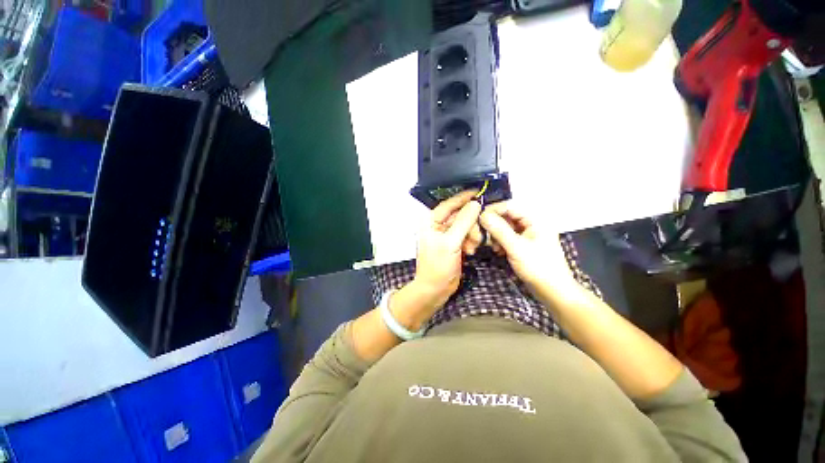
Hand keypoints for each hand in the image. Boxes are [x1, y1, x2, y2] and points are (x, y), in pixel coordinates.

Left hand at [412, 190, 481, 310]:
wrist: (435, 289)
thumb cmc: (438, 266)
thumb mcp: (450, 242)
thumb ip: (463, 222)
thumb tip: (475, 204)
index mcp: (431, 221)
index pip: (449, 204)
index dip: (463, 198)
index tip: (479, 192)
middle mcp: (438, 225)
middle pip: (460, 215)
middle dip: (471, 225)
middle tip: (476, 236)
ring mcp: (447, 235)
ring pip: (466, 225)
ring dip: (472, 235)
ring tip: (471, 248)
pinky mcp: (454, 243)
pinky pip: (467, 235)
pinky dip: (471, 241)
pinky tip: (470, 251)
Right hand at [479, 202, 575, 292]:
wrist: (552, 291)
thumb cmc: (538, 267)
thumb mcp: (516, 248)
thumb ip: (499, 230)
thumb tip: (482, 215)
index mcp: (535, 219)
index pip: (509, 207)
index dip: (493, 211)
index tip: (478, 219)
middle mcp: (530, 224)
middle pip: (505, 217)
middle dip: (492, 226)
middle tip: (482, 236)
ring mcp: (526, 234)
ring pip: (504, 228)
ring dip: (495, 236)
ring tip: (493, 247)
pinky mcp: (522, 244)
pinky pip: (506, 237)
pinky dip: (499, 242)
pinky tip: (498, 251)